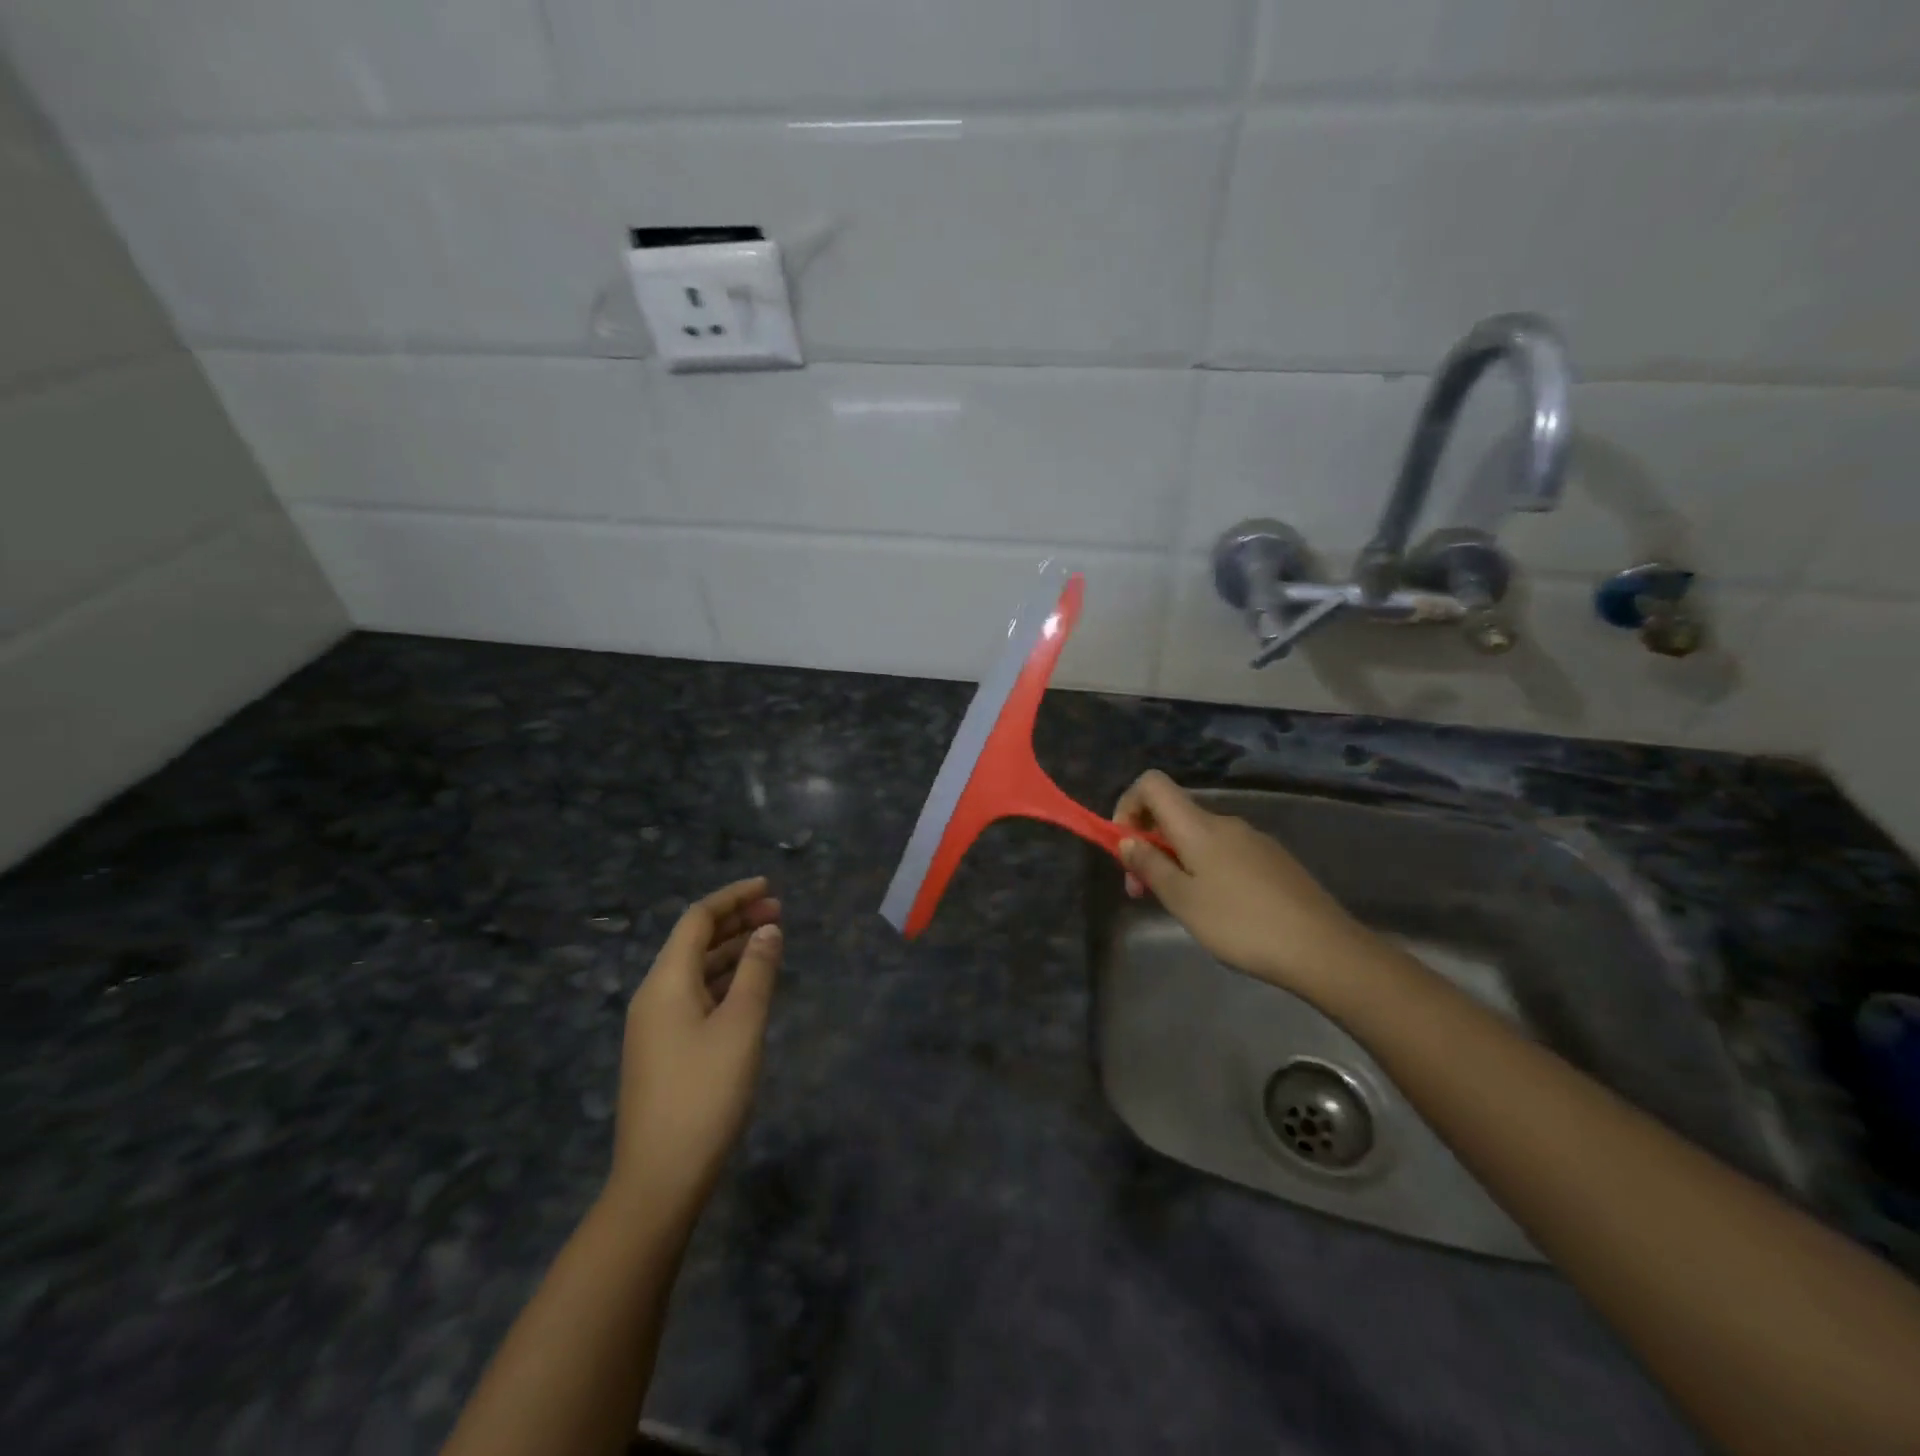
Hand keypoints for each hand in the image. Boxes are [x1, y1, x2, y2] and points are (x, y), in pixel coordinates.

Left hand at [608, 877, 782, 1219]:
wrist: (659, 1180)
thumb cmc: (704, 1094)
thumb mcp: (741, 1026)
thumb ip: (757, 972)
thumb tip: (768, 931)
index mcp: (665, 982)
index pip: (697, 919)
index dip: (733, 897)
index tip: (769, 887)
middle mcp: (654, 996)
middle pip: (694, 942)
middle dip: (736, 921)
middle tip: (779, 912)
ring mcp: (656, 1026)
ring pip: (696, 971)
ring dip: (732, 951)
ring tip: (771, 942)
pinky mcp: (664, 1051)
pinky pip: (696, 996)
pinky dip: (725, 981)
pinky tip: (750, 987)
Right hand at [1113, 771, 1376, 999]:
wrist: (1323, 949)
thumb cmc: (1241, 924)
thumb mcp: (1183, 900)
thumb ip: (1150, 866)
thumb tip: (1127, 840)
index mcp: (1198, 826)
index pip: (1152, 784)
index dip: (1128, 805)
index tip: (1125, 847)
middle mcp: (1225, 822)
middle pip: (1173, 815)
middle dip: (1149, 845)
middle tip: (1143, 893)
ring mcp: (1253, 840)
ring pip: (1199, 838)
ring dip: (1176, 862)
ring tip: (1181, 908)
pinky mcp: (1273, 861)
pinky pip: (1224, 853)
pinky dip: (1205, 870)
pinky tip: (1218, 911)